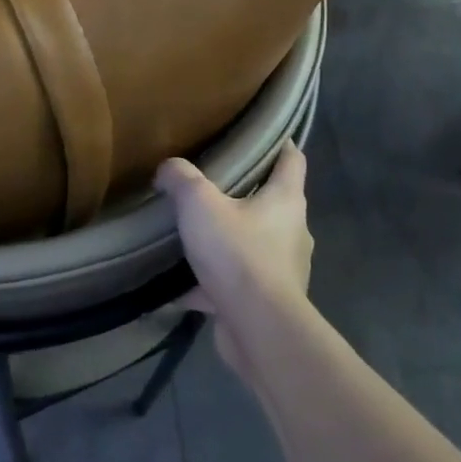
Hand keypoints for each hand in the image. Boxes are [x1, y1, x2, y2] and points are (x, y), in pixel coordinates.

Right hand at [154, 141, 316, 377]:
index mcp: (286, 200)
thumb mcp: (199, 203)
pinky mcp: (267, 301)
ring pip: (254, 245)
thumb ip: (181, 179)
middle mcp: (293, 232)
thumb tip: (167, 169)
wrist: (257, 327)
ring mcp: (283, 269)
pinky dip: (212, 284)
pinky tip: (181, 287)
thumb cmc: (237, 253)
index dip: (281, 144)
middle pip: (273, 203)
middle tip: (212, 185)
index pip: (293, 160)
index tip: (262, 135)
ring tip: (195, 236)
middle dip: (247, 194)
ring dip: (230, 240)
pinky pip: (236, 284)